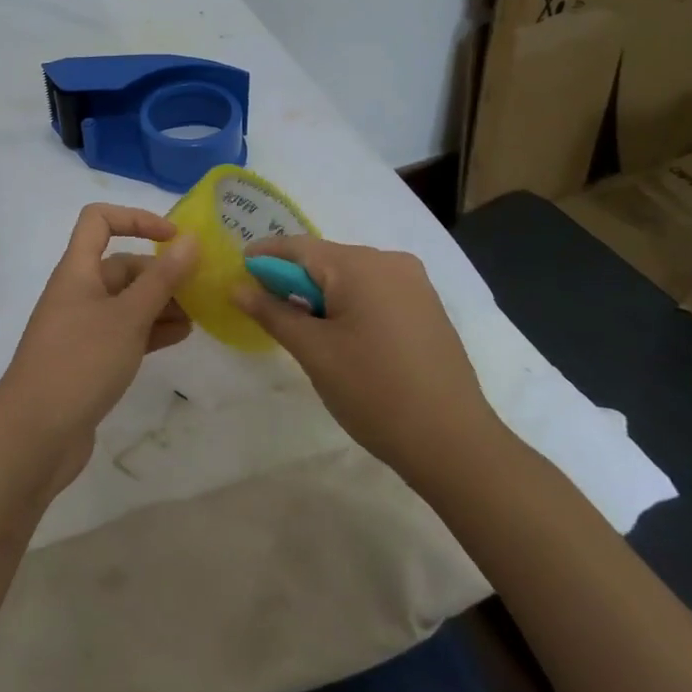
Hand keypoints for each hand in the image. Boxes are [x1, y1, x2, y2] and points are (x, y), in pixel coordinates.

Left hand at [0, 205, 198, 491]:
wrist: (33, 436)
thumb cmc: (80, 363)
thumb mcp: (127, 317)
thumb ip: (162, 279)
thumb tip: (191, 240)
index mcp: (77, 270)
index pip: (99, 220)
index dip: (136, 219)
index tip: (174, 238)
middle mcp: (78, 292)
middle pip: (122, 265)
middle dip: (161, 273)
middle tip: (201, 289)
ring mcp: (82, 328)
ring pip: (127, 301)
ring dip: (161, 303)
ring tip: (199, 316)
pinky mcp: (89, 359)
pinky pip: (125, 332)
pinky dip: (151, 330)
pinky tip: (180, 337)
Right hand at [231, 236, 505, 477]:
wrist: (454, 444)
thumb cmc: (374, 393)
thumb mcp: (314, 352)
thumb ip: (272, 312)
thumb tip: (236, 286)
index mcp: (361, 265)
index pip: (298, 247)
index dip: (264, 256)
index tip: (237, 271)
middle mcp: (390, 262)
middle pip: (325, 259)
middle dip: (292, 280)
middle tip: (265, 309)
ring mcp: (414, 284)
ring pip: (350, 276)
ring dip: (320, 294)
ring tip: (302, 329)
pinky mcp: (427, 307)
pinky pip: (375, 291)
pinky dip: (349, 304)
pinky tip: (341, 336)